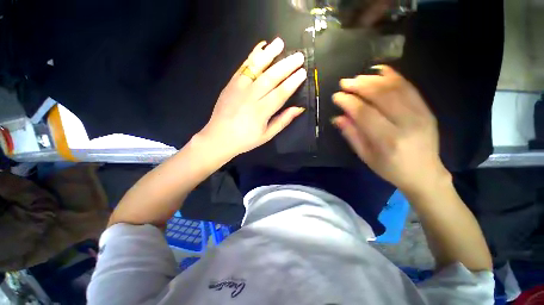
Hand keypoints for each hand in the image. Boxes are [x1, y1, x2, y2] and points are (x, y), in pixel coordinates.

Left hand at [198, 38, 306, 157]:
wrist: (219, 137)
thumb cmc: (245, 140)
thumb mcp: (267, 135)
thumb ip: (282, 121)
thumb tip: (298, 108)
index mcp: (261, 112)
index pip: (280, 93)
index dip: (292, 82)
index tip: (303, 72)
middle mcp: (250, 97)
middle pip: (271, 78)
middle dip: (286, 65)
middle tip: (298, 56)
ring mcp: (239, 88)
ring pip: (256, 68)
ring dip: (269, 54)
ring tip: (280, 43)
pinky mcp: (230, 84)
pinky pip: (243, 67)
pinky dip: (252, 56)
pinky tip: (260, 48)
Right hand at [332, 65, 448, 194]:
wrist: (424, 173)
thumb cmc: (390, 168)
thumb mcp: (365, 156)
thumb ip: (352, 135)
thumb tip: (337, 117)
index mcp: (387, 140)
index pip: (364, 113)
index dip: (348, 102)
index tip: (336, 96)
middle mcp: (406, 123)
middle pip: (381, 96)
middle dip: (360, 86)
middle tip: (345, 82)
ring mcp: (420, 114)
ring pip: (396, 88)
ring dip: (374, 79)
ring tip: (359, 77)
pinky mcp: (427, 109)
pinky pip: (410, 88)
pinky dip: (395, 76)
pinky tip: (382, 71)